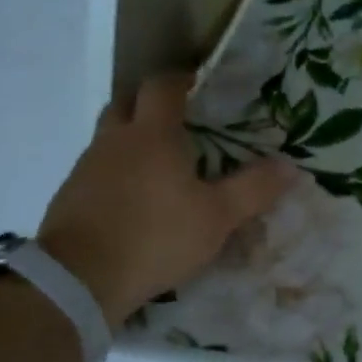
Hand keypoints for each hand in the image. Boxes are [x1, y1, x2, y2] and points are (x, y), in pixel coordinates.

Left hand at [38, 75, 294, 324]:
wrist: (79, 280)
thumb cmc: (156, 236)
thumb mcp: (217, 217)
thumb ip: (253, 189)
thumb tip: (291, 166)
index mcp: (152, 135)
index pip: (162, 87)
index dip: (181, 80)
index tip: (200, 85)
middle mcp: (115, 141)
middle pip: (127, 103)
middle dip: (150, 105)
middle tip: (180, 122)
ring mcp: (86, 168)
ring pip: (109, 137)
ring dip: (132, 140)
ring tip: (161, 165)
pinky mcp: (70, 196)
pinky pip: (97, 169)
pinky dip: (116, 172)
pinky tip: (134, 200)